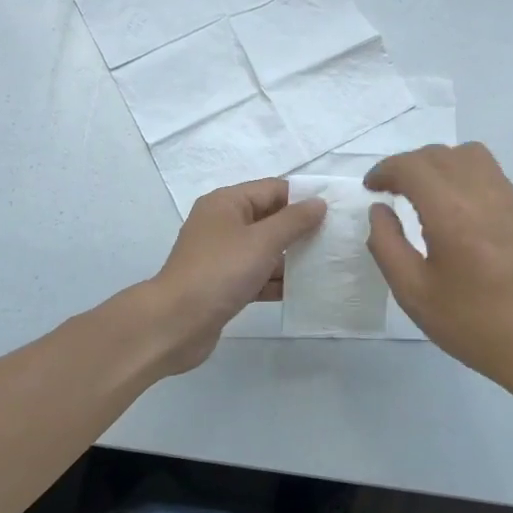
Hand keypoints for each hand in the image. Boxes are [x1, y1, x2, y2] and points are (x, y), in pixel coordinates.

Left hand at [144, 178, 326, 375]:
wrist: (176, 323)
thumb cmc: (220, 272)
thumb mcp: (262, 241)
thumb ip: (293, 221)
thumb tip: (318, 202)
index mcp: (226, 203)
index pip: (272, 189)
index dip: (303, 198)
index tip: (336, 210)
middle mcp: (222, 224)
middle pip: (269, 219)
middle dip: (300, 229)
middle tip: (336, 239)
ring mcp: (221, 256)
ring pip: (264, 250)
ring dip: (291, 258)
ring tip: (328, 265)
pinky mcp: (223, 285)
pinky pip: (257, 276)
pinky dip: (276, 281)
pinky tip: (304, 291)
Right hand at [365, 143, 512, 398]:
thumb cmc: (472, 323)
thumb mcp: (413, 293)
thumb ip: (386, 245)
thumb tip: (379, 210)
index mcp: (451, 213)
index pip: (412, 167)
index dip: (385, 170)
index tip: (371, 188)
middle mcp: (482, 193)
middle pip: (438, 154)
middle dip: (408, 165)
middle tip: (390, 190)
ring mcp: (509, 198)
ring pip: (468, 154)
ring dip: (438, 163)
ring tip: (424, 191)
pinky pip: (489, 171)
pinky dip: (463, 173)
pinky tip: (455, 206)